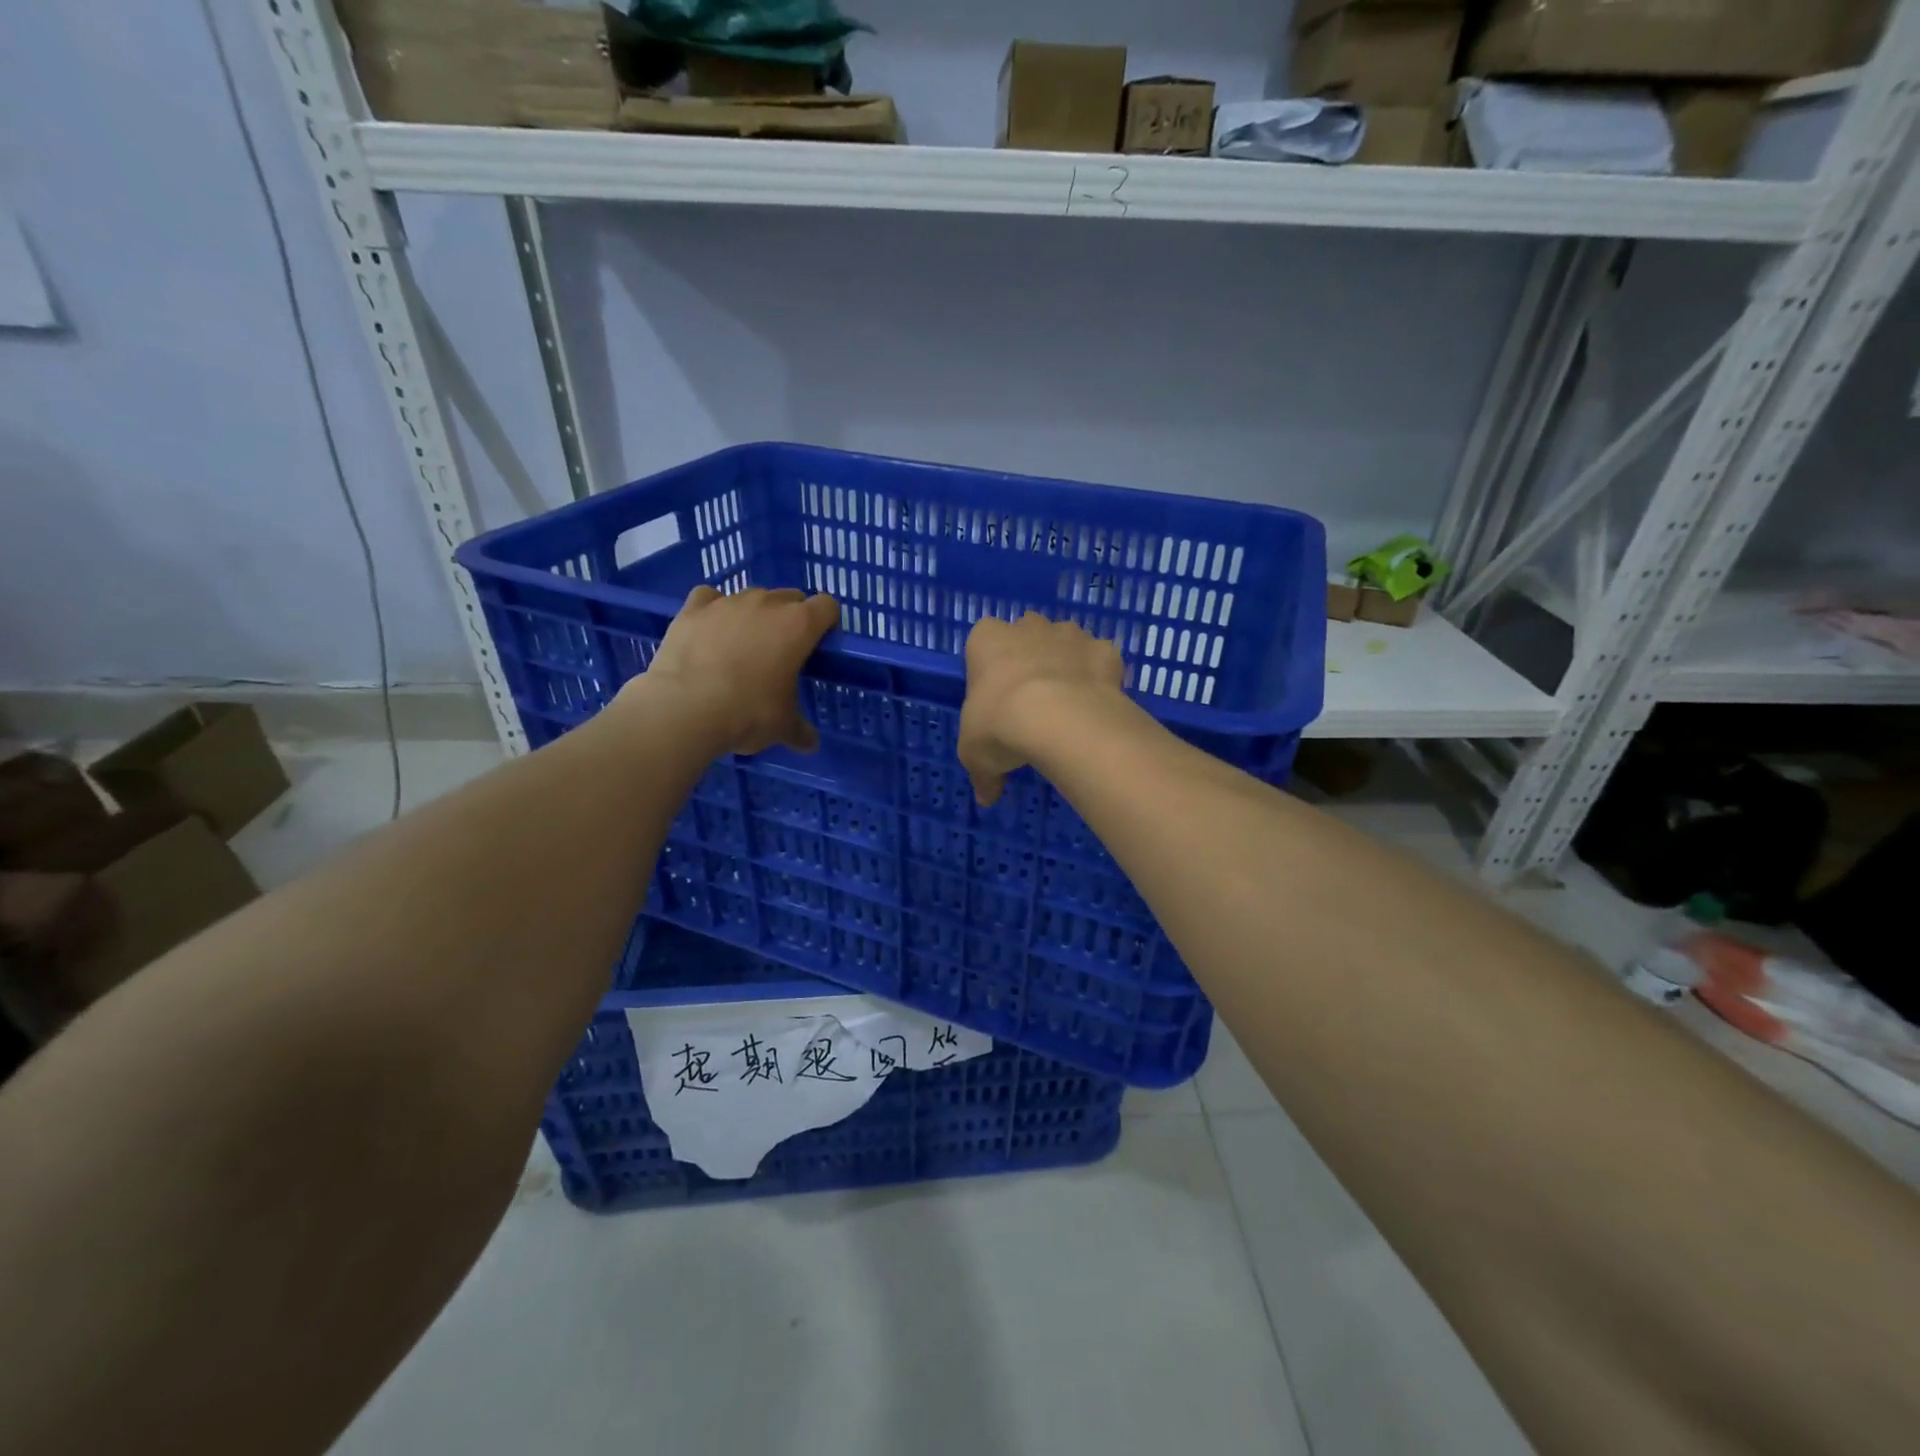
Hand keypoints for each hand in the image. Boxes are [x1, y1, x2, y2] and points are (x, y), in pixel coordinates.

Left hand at [635, 586, 838, 755]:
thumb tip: (810, 744)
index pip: (827, 606)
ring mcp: (728, 602)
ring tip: (742, 646)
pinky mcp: (693, 608)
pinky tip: (710, 631)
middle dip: (790, 618)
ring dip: (754, 615)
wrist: (684, 708)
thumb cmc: (748, 713)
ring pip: (752, 596)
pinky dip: (713, 610)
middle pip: (790, 597)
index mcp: (799, 626)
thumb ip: (800, 730)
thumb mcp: (782, 727)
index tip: (818, 645)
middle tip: (782, 652)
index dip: (826, 622)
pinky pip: (710, 598)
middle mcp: (767, 603)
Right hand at [959, 613, 1125, 806]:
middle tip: (1030, 701)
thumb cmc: (1001, 725)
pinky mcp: (1104, 650)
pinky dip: (1099, 678)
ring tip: (1066, 706)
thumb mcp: (975, 756)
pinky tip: (1095, 706)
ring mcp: (1070, 634)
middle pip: (1026, 635)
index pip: (982, 642)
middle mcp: (1028, 627)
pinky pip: (1100, 661)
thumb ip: (982, 773)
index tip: (995, 699)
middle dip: (1029, 658)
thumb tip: (986, 797)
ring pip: (1066, 642)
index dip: (989, 669)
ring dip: (1065, 664)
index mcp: (987, 640)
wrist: (1060, 718)